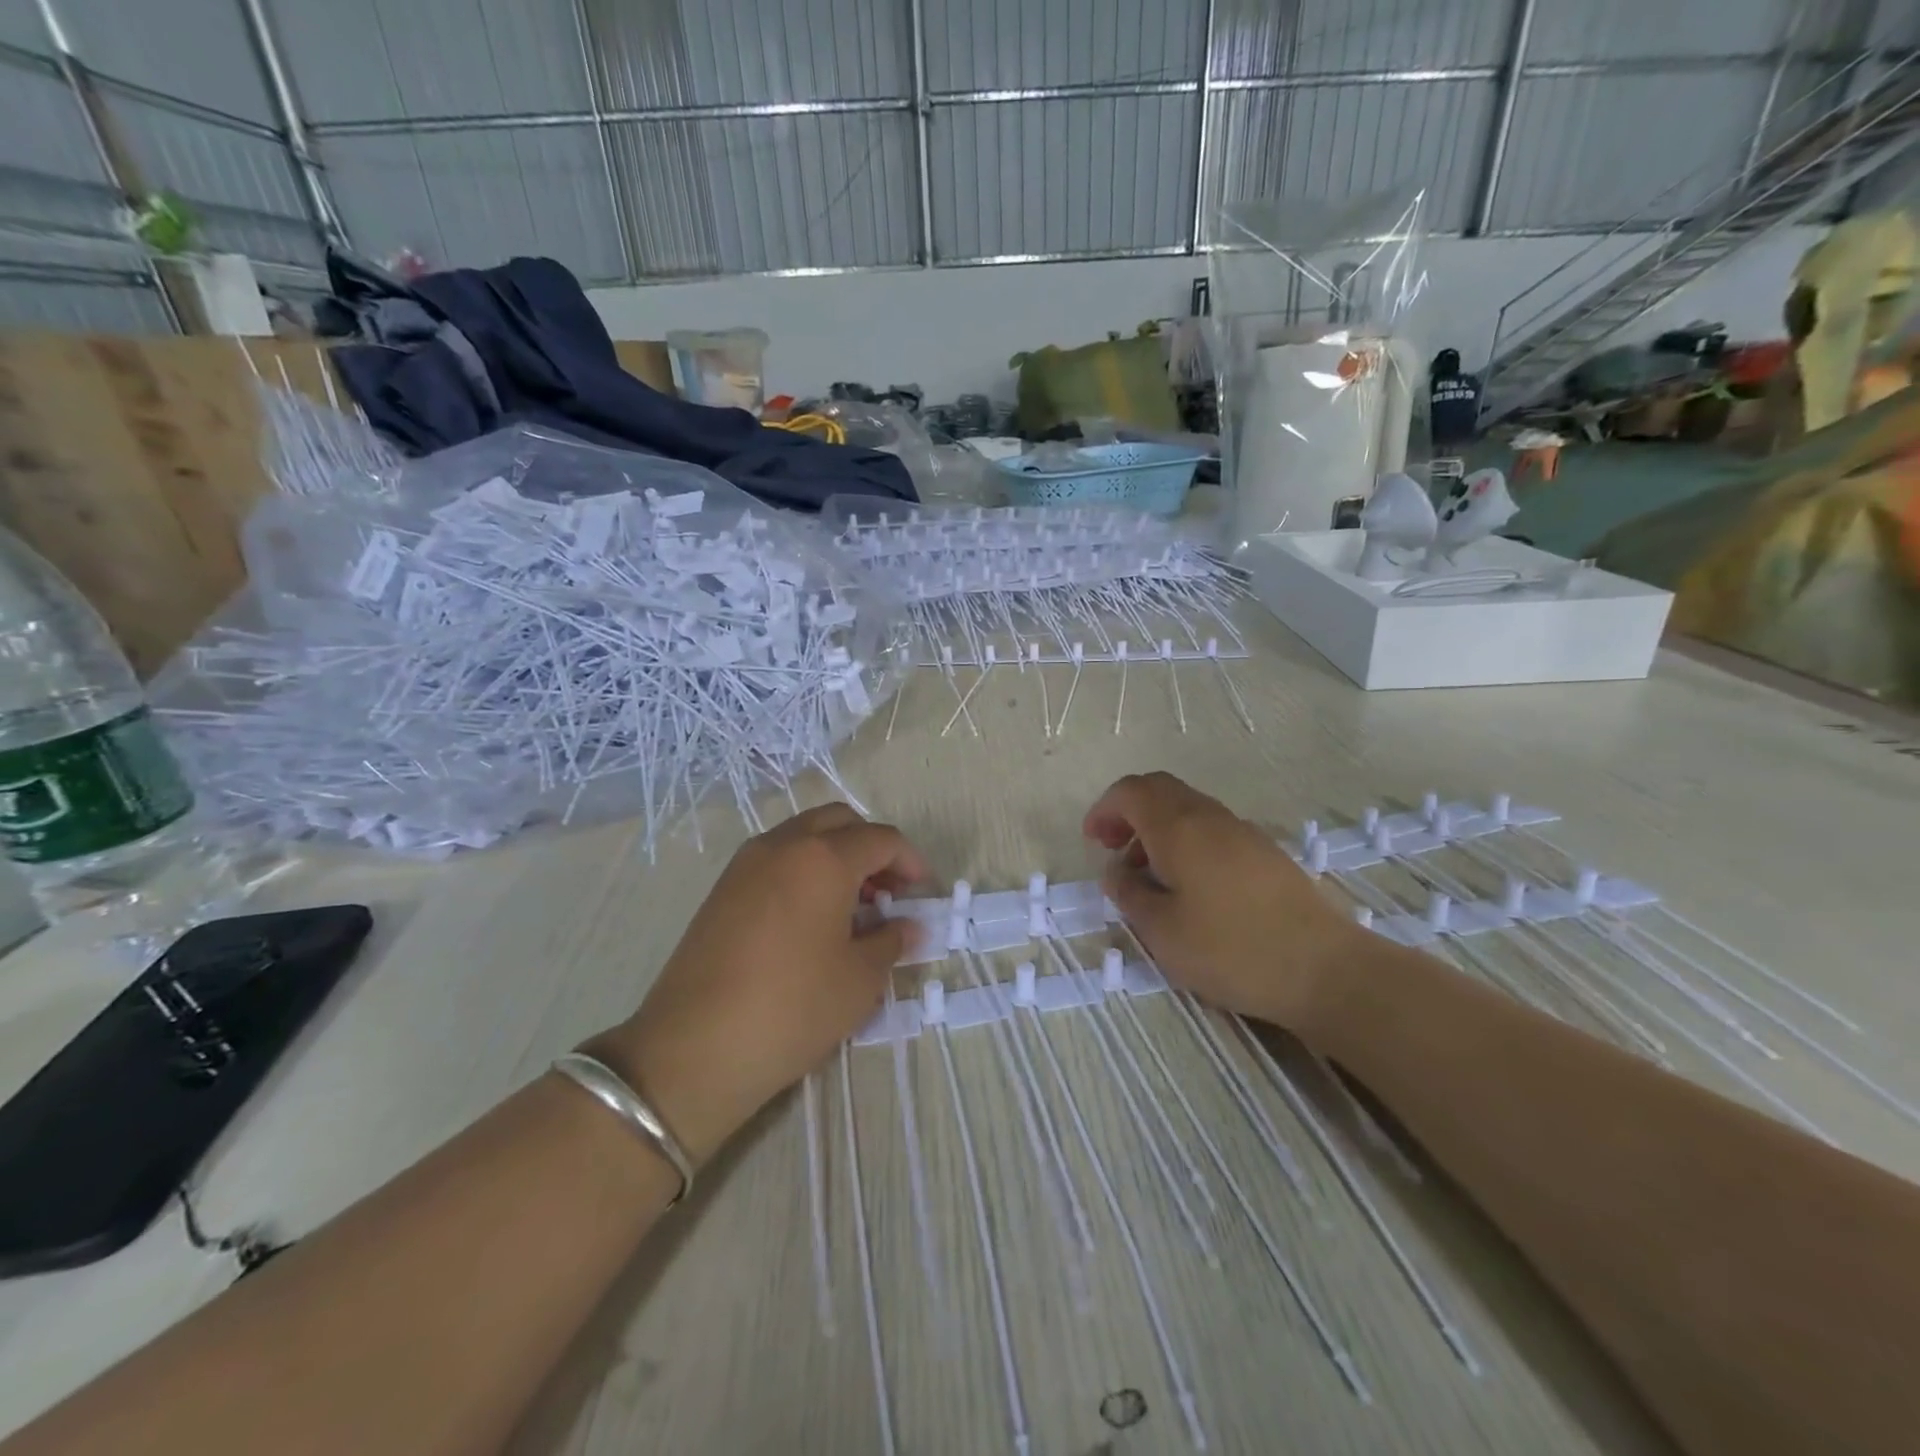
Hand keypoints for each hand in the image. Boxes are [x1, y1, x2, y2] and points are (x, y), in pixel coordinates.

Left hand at [593, 804, 926, 1165]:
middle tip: (888, 892)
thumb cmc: (793, 1007)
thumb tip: (908, 925)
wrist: (695, 1048)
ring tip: (851, 906)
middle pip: (841, 822)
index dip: (911, 862)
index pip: (881, 839)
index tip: (923, 894)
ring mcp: (746, 863)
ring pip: (804, 836)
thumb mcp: (859, 979)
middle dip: (872, 848)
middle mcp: (784, 845)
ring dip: (836, 855)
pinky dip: (804, 870)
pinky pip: (776, 858)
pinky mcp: (723, 888)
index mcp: (824, 858)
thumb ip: (891, 940)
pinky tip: (811, 918)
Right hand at [1084, 772, 1357, 1032]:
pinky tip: (1189, 886)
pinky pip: (1212, 829)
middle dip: (1129, 812)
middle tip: (1114, 849)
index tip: (1093, 840)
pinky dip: (1186, 842)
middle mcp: (1210, 818)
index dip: (1105, 809)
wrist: (1323, 969)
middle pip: (1161, 791)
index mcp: (1179, 828)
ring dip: (1158, 829)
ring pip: (1188, 810)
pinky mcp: (1265, 853)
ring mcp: (1243, 832)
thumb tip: (1116, 870)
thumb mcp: (1161, 930)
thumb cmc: (1230, 949)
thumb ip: (1129, 894)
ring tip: (1148, 875)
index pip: (1132, 791)